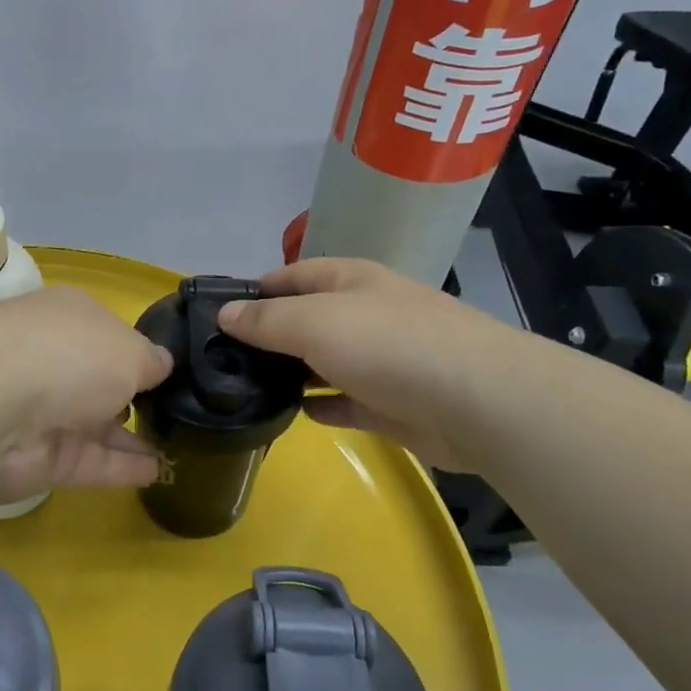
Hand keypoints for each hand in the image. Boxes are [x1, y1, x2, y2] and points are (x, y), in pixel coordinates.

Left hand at [0, 287, 172, 501]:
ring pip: (96, 425)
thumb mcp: (130, 349)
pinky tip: (158, 472)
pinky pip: (91, 461)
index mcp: (70, 319)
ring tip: (177, 447)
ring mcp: (45, 412)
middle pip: (99, 381)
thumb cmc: (70, 355)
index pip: (108, 335)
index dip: (137, 353)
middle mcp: (54, 360)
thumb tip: (163, 365)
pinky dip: (122, 467)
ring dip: (132, 437)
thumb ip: (150, 361)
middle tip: (178, 415)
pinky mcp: (41, 459)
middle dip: (132, 396)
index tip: (171, 373)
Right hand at [217, 257, 539, 473]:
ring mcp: (379, 360)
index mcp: (349, 281)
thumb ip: (266, 320)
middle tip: (219, 360)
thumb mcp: (314, 321)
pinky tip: (292, 414)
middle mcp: (363, 314)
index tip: (215, 316)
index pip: (290, 276)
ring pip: (322, 362)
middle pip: (305, 320)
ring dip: (290, 373)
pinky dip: (320, 406)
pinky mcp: (389, 403)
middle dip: (268, 336)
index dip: (254, 292)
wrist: (475, 401)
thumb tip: (224, 314)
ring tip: (244, 389)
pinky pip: (343, 401)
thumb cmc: (388, 344)